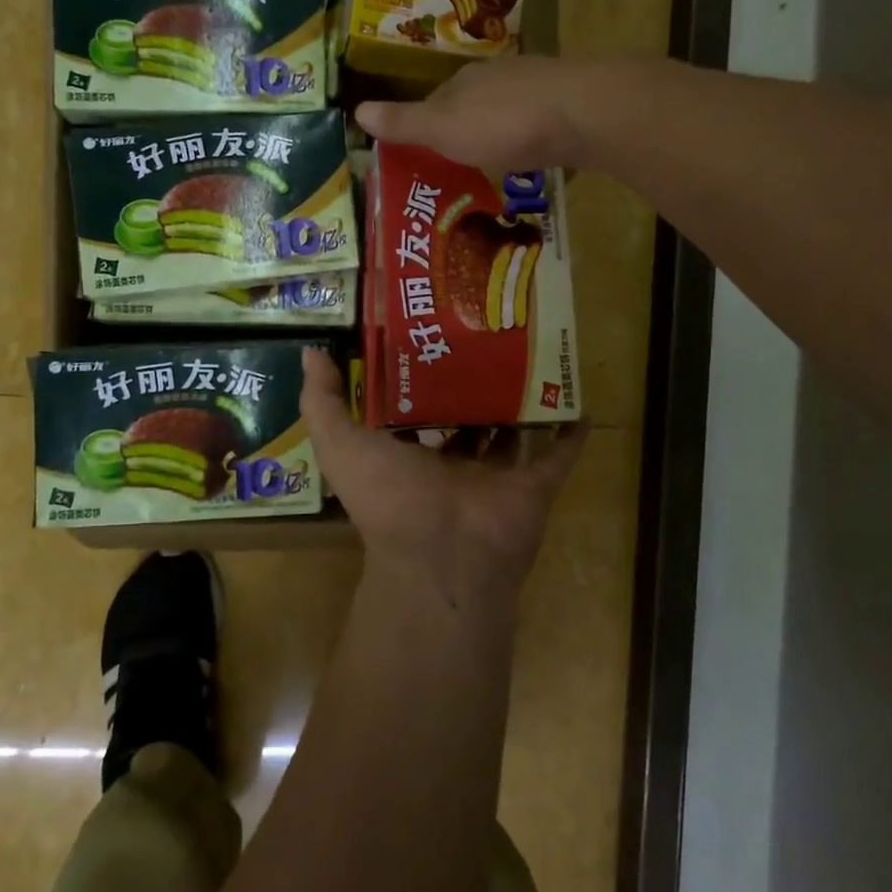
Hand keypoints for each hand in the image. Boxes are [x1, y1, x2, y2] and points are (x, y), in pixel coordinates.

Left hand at [300, 349, 586, 608]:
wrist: (444, 555)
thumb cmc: (390, 498)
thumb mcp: (340, 444)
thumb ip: (322, 400)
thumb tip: (311, 353)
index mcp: (409, 458)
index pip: (414, 414)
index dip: (417, 380)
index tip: (427, 336)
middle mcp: (452, 468)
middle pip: (465, 421)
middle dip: (471, 386)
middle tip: (484, 337)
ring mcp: (496, 480)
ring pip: (510, 435)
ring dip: (518, 405)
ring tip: (529, 356)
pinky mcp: (534, 488)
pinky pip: (558, 458)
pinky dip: (570, 433)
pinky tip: (580, 401)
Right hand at [355, 58, 611, 170]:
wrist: (582, 114)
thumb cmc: (503, 124)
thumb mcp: (443, 129)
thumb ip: (405, 122)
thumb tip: (356, 109)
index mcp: (463, 81)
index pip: (433, 102)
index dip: (424, 128)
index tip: (420, 155)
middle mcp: (497, 77)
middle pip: (470, 104)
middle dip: (462, 131)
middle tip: (456, 166)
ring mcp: (535, 86)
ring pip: (505, 111)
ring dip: (497, 133)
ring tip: (492, 165)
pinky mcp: (567, 103)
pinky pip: (537, 121)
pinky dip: (528, 137)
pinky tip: (532, 154)